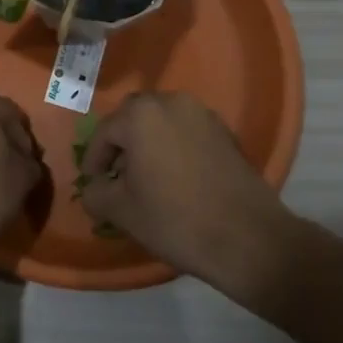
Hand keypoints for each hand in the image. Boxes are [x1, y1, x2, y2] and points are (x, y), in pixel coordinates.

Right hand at [80, 93, 301, 309]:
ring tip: (146, 178)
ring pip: (162, 123)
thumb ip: (95, 193)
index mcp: (140, 114)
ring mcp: (202, 115)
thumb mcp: (122, 211)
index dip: (94, 160)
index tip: (92, 184)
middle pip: (133, 119)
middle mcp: (170, 102)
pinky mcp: (226, 133)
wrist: (250, 239)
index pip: (104, 132)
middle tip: (117, 177)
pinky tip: (176, 179)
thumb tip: (93, 188)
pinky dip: (175, 148)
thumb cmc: (176, 220)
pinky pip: (187, 133)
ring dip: (149, 144)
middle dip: (121, 145)